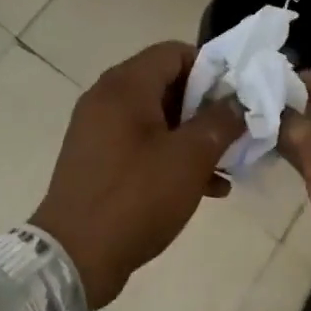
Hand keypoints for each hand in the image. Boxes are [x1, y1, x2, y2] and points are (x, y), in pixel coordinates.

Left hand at [30, 42, 246, 309]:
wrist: (73, 258)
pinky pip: (140, 142)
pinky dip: (169, 155)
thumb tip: (237, 102)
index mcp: (126, 84)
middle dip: (204, 107)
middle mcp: (107, 96)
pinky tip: (203, 188)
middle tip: (234, 134)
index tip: (235, 99)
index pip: (175, 52)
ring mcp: (97, 128)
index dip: (211, 70)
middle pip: (166, 83)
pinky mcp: (95, 158)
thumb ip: (220, 122)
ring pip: (156, 117)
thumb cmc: (136, 197)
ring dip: (191, 136)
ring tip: (226, 167)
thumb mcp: (190, 158)